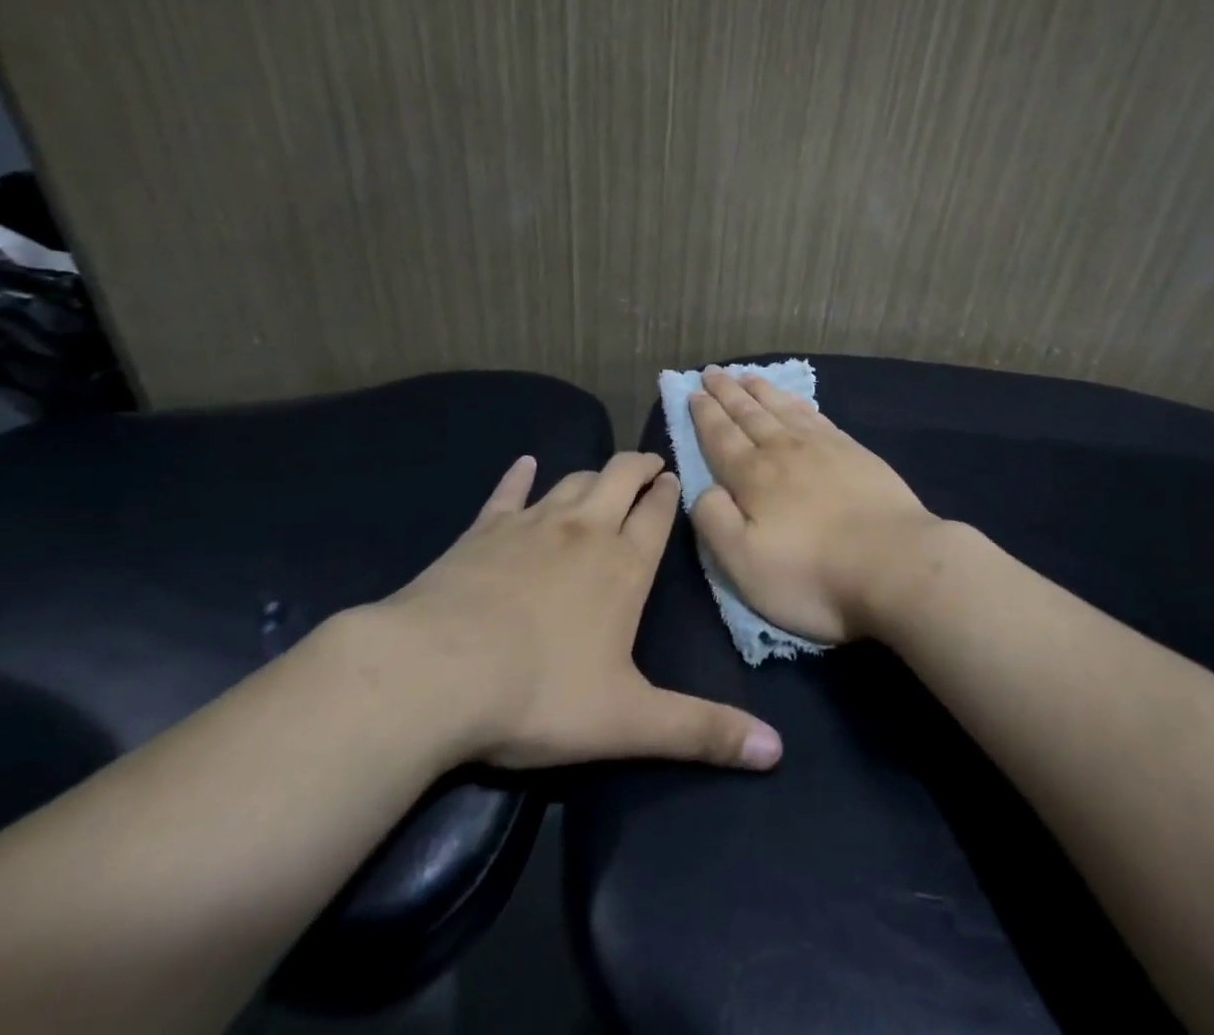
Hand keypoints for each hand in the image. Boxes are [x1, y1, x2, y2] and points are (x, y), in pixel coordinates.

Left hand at [379, 451, 781, 771]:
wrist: (436, 672)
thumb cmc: (540, 694)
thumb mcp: (629, 722)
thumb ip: (702, 731)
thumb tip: (777, 751)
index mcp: (623, 566)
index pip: (656, 515)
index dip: (669, 493)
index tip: (675, 478)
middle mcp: (584, 531)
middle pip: (619, 479)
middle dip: (639, 466)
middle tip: (650, 463)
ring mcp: (531, 524)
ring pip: (572, 481)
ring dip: (593, 474)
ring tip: (605, 474)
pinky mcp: (483, 530)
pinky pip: (507, 493)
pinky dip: (519, 477)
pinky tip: (524, 465)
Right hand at [688, 370, 944, 642]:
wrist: (894, 564)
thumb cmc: (812, 574)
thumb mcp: (744, 563)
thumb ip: (714, 521)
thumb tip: (703, 488)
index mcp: (753, 477)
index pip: (720, 437)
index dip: (705, 414)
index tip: (693, 392)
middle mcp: (783, 451)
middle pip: (748, 414)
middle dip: (727, 392)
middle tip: (711, 371)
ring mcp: (822, 447)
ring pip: (782, 408)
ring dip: (760, 391)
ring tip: (746, 376)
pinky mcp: (854, 452)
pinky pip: (815, 415)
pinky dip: (797, 402)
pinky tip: (794, 400)